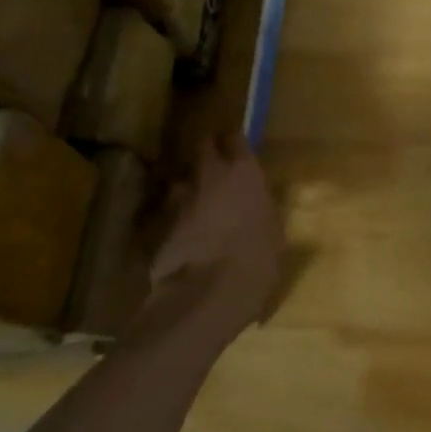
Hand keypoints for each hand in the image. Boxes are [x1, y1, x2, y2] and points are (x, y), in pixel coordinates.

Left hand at [147, 131, 283, 338]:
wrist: (210, 293)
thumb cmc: (258, 257)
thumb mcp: (274, 229)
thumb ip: (261, 208)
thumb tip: (256, 207)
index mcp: (243, 172)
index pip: (233, 138)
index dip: (232, 142)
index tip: (233, 146)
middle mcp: (208, 176)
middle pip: (201, 149)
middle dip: (205, 154)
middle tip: (213, 169)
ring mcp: (178, 200)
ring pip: (180, 184)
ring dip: (187, 192)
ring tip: (195, 210)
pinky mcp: (156, 226)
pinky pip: (167, 217)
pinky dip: (174, 223)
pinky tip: (182, 241)